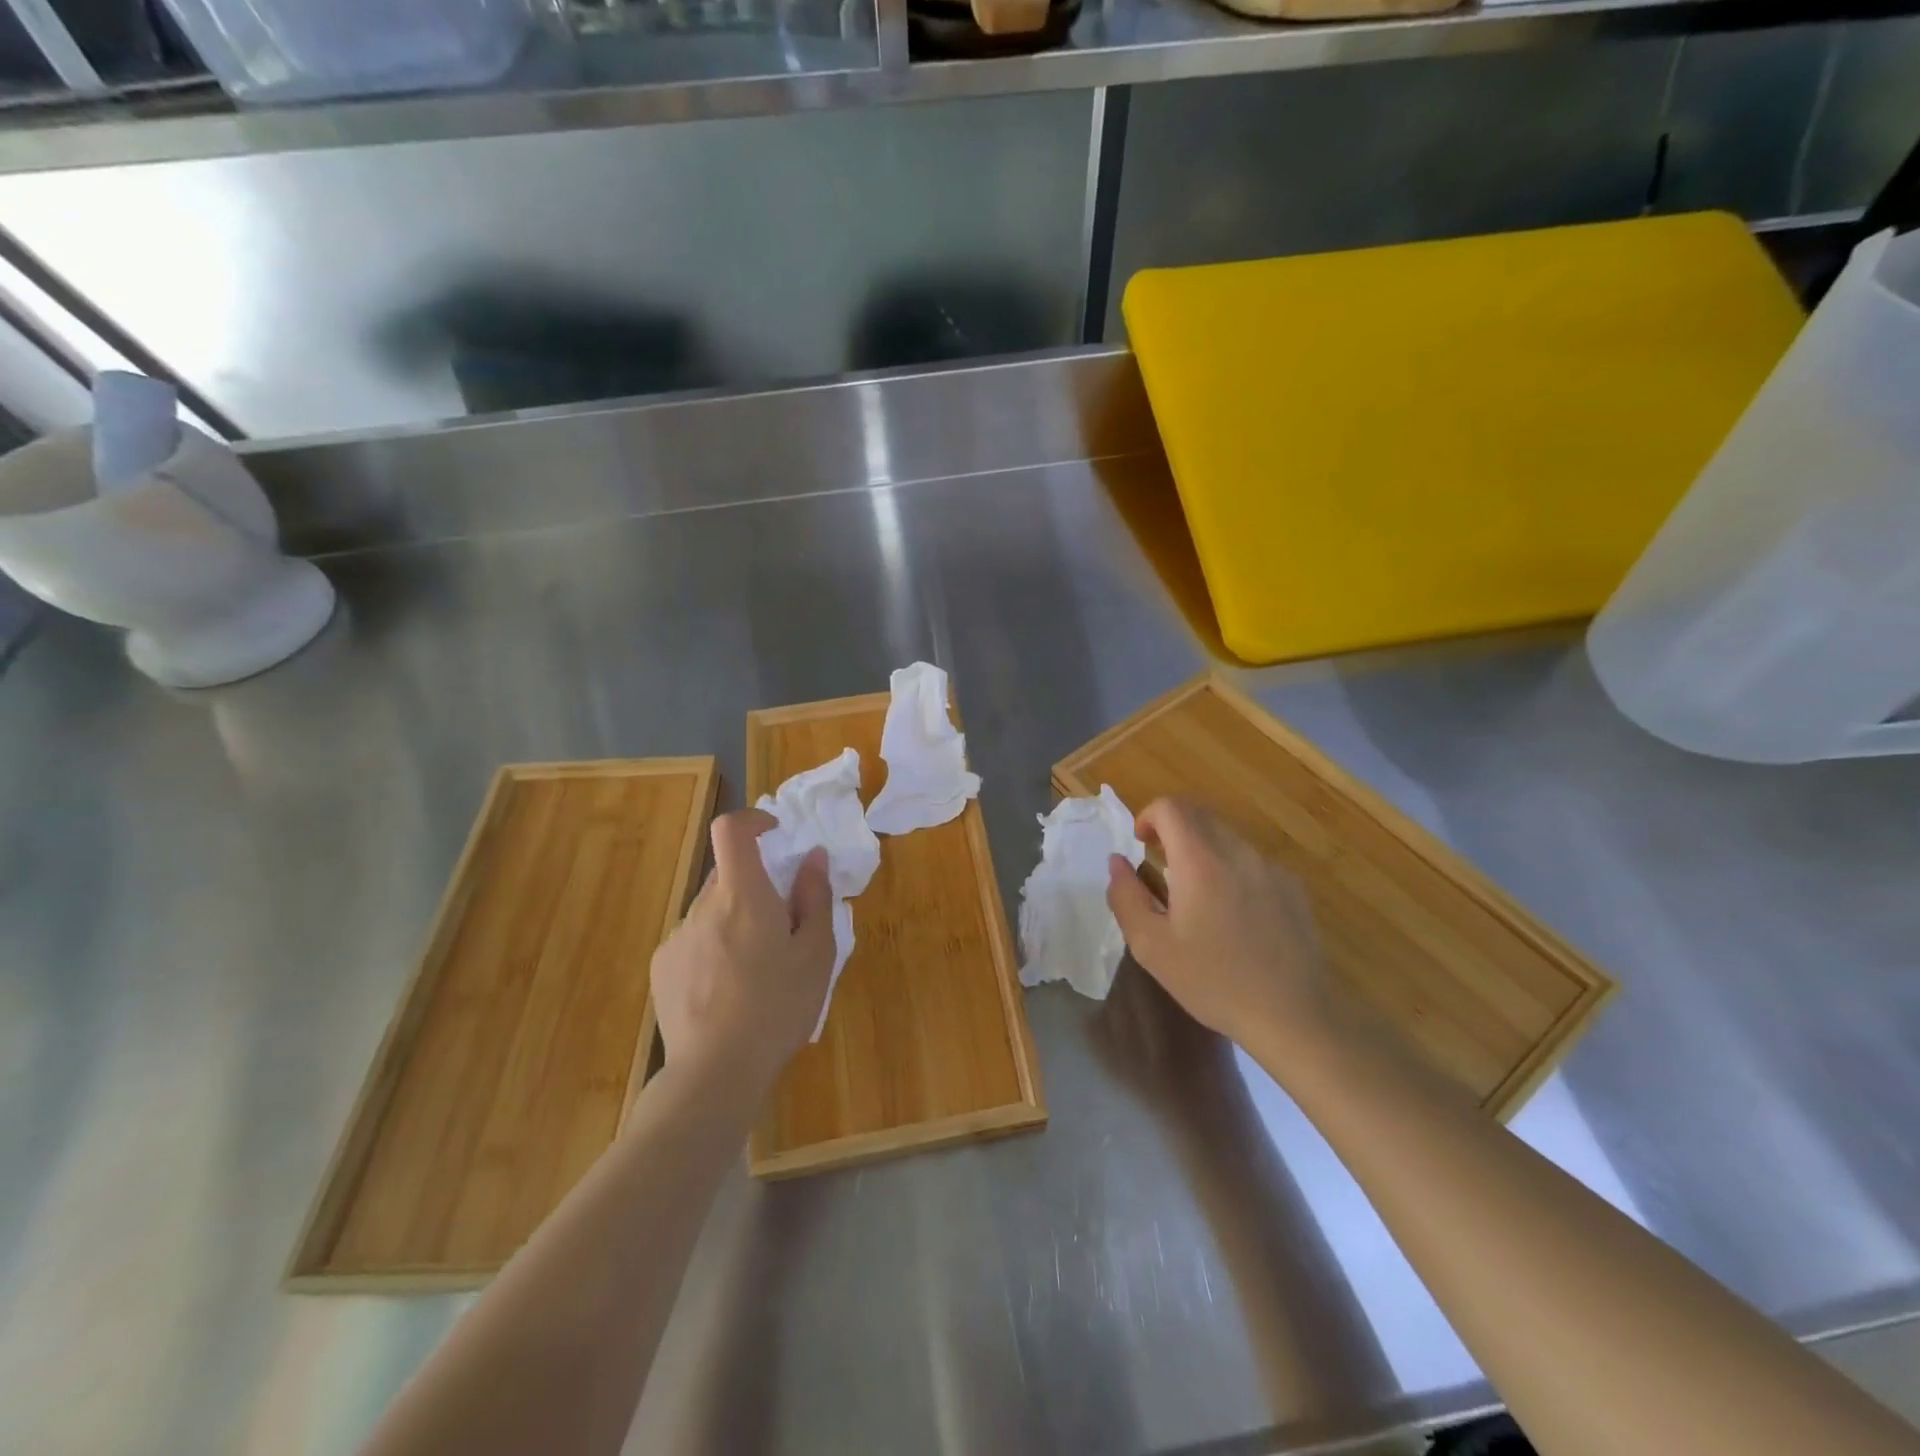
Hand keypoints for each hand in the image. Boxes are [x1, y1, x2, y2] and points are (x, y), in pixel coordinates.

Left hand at [650, 809, 835, 1087]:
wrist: (714, 1074)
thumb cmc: (777, 1008)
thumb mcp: (816, 954)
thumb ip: (815, 897)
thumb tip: (813, 857)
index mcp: (743, 895)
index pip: (731, 829)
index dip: (752, 820)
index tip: (775, 836)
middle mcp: (703, 906)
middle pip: (728, 874)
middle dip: (756, 885)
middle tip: (781, 925)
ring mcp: (677, 937)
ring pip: (712, 910)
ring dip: (735, 921)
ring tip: (755, 970)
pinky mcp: (662, 967)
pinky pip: (694, 940)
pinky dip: (713, 948)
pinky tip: (727, 992)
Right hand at [1106, 797, 1328, 1056]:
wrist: (1291, 1017)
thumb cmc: (1212, 981)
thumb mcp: (1151, 946)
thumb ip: (1126, 896)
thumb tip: (1117, 862)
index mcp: (1201, 861)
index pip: (1172, 807)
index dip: (1149, 816)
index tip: (1142, 845)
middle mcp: (1239, 852)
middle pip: (1201, 814)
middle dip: (1174, 828)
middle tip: (1161, 866)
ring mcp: (1271, 868)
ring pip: (1228, 836)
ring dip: (1203, 849)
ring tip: (1197, 895)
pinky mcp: (1294, 888)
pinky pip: (1253, 861)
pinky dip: (1232, 869)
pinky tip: (1235, 915)